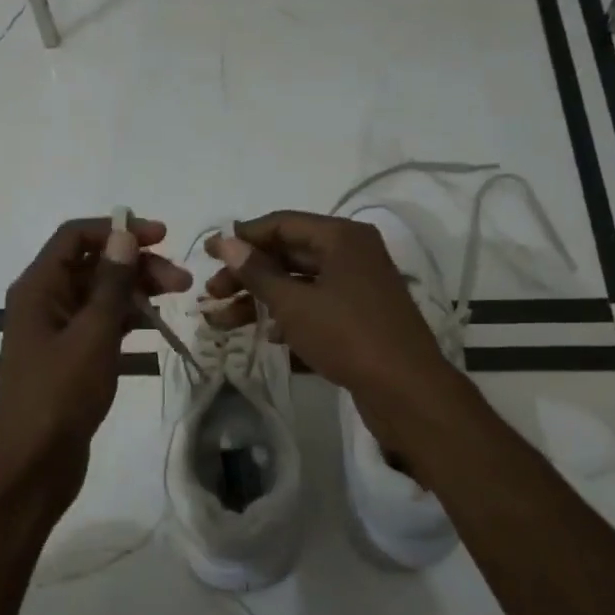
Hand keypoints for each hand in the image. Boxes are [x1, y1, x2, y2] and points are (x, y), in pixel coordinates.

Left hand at [0, 216, 191, 497]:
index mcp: (38, 288)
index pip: (75, 236)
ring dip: (136, 291)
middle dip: (136, 265)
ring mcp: (57, 331)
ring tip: (178, 297)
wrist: (33, 464)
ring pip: (101, 295)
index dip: (118, 230)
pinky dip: (127, 319)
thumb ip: (111, 283)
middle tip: (181, 281)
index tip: (162, 237)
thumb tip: (124, 235)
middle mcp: (44, 302)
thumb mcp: (92, 334)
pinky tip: (155, 324)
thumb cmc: (60, 394)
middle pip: (93, 265)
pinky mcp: (71, 357)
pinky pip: (101, 324)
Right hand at [204, 211, 459, 438]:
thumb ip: (257, 272)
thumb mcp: (294, 303)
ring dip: (261, 301)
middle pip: (288, 255)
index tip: (208, 253)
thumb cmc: (347, 336)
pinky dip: (289, 318)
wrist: (406, 390)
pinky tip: (265, 338)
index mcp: (341, 237)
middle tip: (212, 294)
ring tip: (223, 323)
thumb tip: (226, 242)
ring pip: (299, 285)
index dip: (243, 237)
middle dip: (247, 275)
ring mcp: (358, 287)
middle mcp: (352, 254)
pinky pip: (316, 308)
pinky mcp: (359, 317)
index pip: (282, 224)